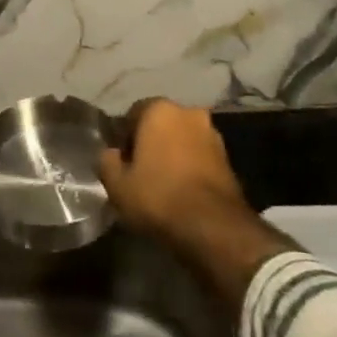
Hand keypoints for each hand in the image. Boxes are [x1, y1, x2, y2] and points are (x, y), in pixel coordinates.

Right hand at [98, 99, 249, 240]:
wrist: (214, 228)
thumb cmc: (159, 197)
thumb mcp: (117, 184)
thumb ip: (107, 162)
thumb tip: (111, 154)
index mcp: (159, 109)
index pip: (132, 114)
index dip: (123, 138)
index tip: (121, 162)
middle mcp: (188, 112)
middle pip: (160, 124)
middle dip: (150, 143)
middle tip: (140, 172)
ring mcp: (212, 134)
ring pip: (182, 140)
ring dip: (172, 154)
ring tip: (162, 184)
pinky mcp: (229, 158)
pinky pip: (199, 157)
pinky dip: (189, 168)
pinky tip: (182, 191)